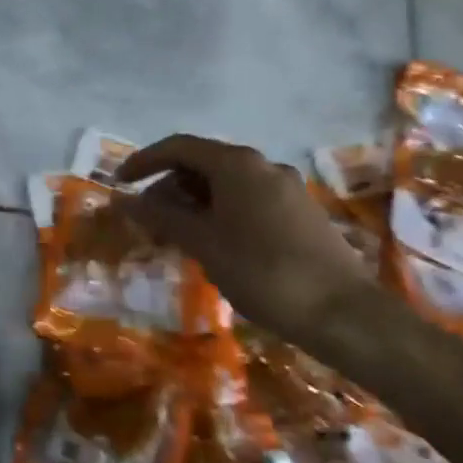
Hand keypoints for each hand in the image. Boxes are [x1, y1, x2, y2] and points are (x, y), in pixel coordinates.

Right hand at [118, 134, 369, 336]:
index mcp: (237, 165)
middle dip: (168, 187)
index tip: (119, 183)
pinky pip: (247, 199)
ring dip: (193, 203)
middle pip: (202, 164)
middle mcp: (263, 166)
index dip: (144, 161)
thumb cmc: (262, 271)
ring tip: (176, 236)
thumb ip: (160, 216)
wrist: (343, 314)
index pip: (178, 147)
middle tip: (148, 219)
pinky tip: (212, 244)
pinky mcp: (300, 213)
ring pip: (225, 184)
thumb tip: (122, 200)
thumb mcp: (202, 243)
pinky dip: (219, 212)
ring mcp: (286, 188)